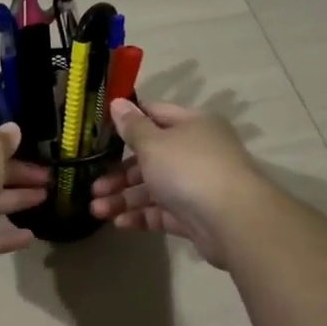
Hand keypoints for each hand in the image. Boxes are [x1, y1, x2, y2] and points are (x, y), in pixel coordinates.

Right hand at [89, 100, 268, 266]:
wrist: (233, 221)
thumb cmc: (189, 169)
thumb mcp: (153, 143)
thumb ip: (132, 126)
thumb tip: (118, 102)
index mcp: (191, 125)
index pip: (154, 114)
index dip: (127, 120)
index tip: (99, 132)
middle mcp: (196, 151)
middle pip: (150, 157)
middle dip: (118, 173)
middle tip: (92, 186)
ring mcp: (196, 185)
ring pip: (153, 188)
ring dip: (124, 198)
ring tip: (96, 210)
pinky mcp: (195, 216)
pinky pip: (162, 212)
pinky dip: (141, 216)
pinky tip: (118, 223)